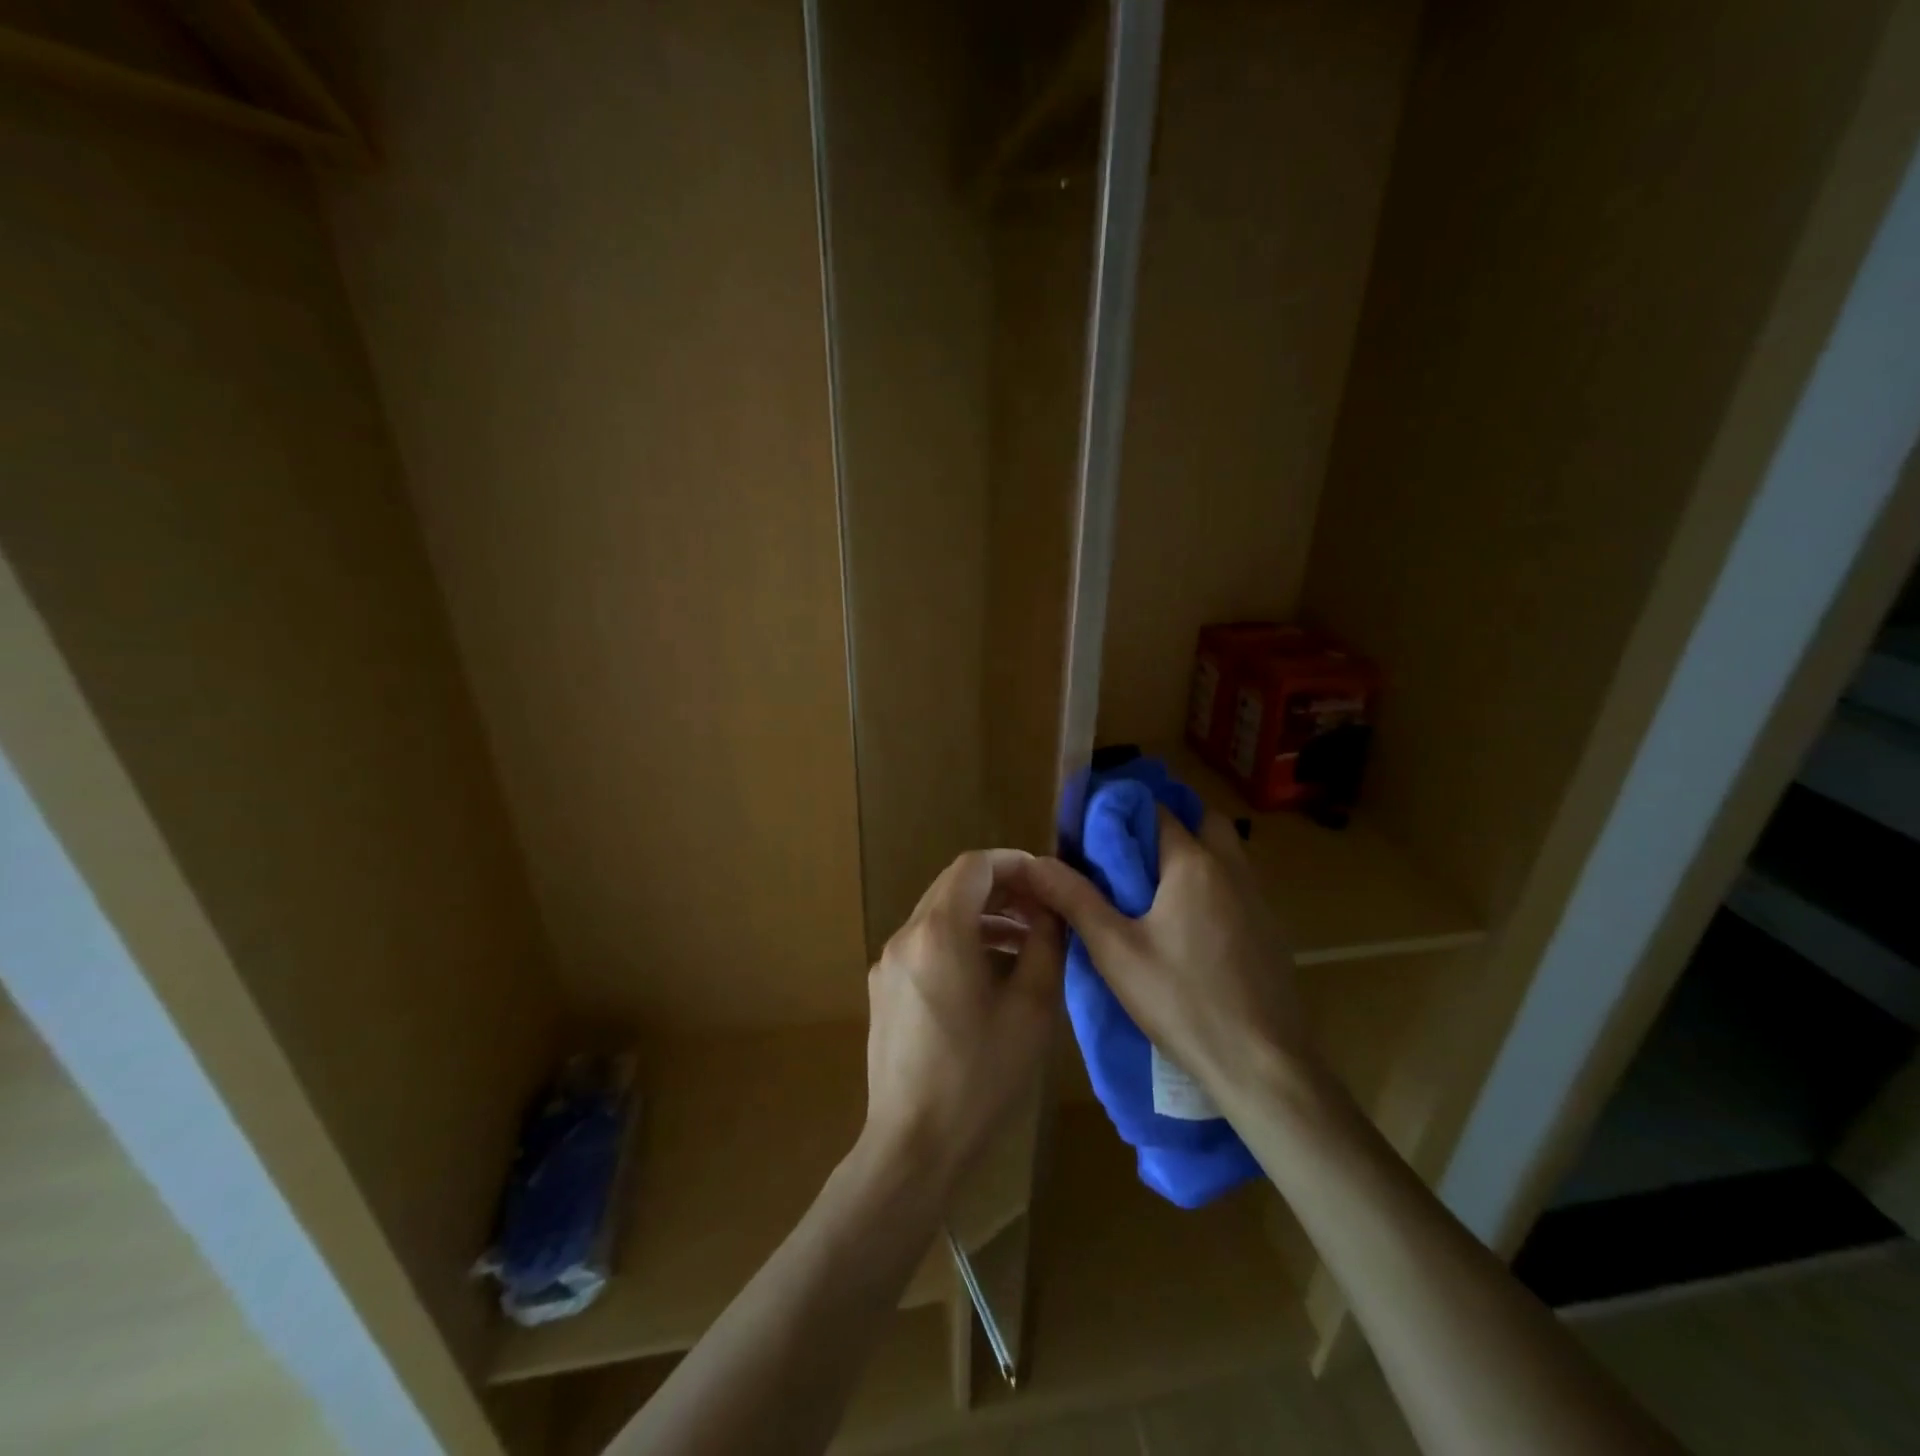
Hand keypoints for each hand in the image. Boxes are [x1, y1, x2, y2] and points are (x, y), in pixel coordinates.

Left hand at [859, 850, 1063, 1192]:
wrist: (913, 1145)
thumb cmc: (980, 1077)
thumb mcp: (1031, 1009)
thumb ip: (1045, 946)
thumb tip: (1050, 912)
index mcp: (939, 931)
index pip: (974, 866)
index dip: (1014, 863)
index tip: (1047, 881)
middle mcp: (905, 935)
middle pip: (954, 886)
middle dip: (1000, 889)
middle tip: (1041, 910)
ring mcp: (887, 963)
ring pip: (938, 915)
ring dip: (981, 917)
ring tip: (1024, 943)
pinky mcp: (883, 989)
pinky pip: (924, 945)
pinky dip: (958, 941)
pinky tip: (988, 974)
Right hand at [1021, 809, 1311, 1100]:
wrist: (1264, 1066)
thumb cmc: (1182, 1002)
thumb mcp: (1116, 952)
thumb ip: (1075, 900)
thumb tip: (1035, 862)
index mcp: (1194, 864)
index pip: (1158, 812)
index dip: (1124, 813)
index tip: (1095, 830)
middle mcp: (1232, 869)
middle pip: (1203, 821)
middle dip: (1169, 826)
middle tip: (1132, 854)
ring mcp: (1259, 900)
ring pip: (1226, 853)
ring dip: (1194, 854)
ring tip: (1154, 889)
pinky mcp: (1271, 931)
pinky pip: (1238, 887)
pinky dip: (1213, 886)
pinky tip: (1189, 926)